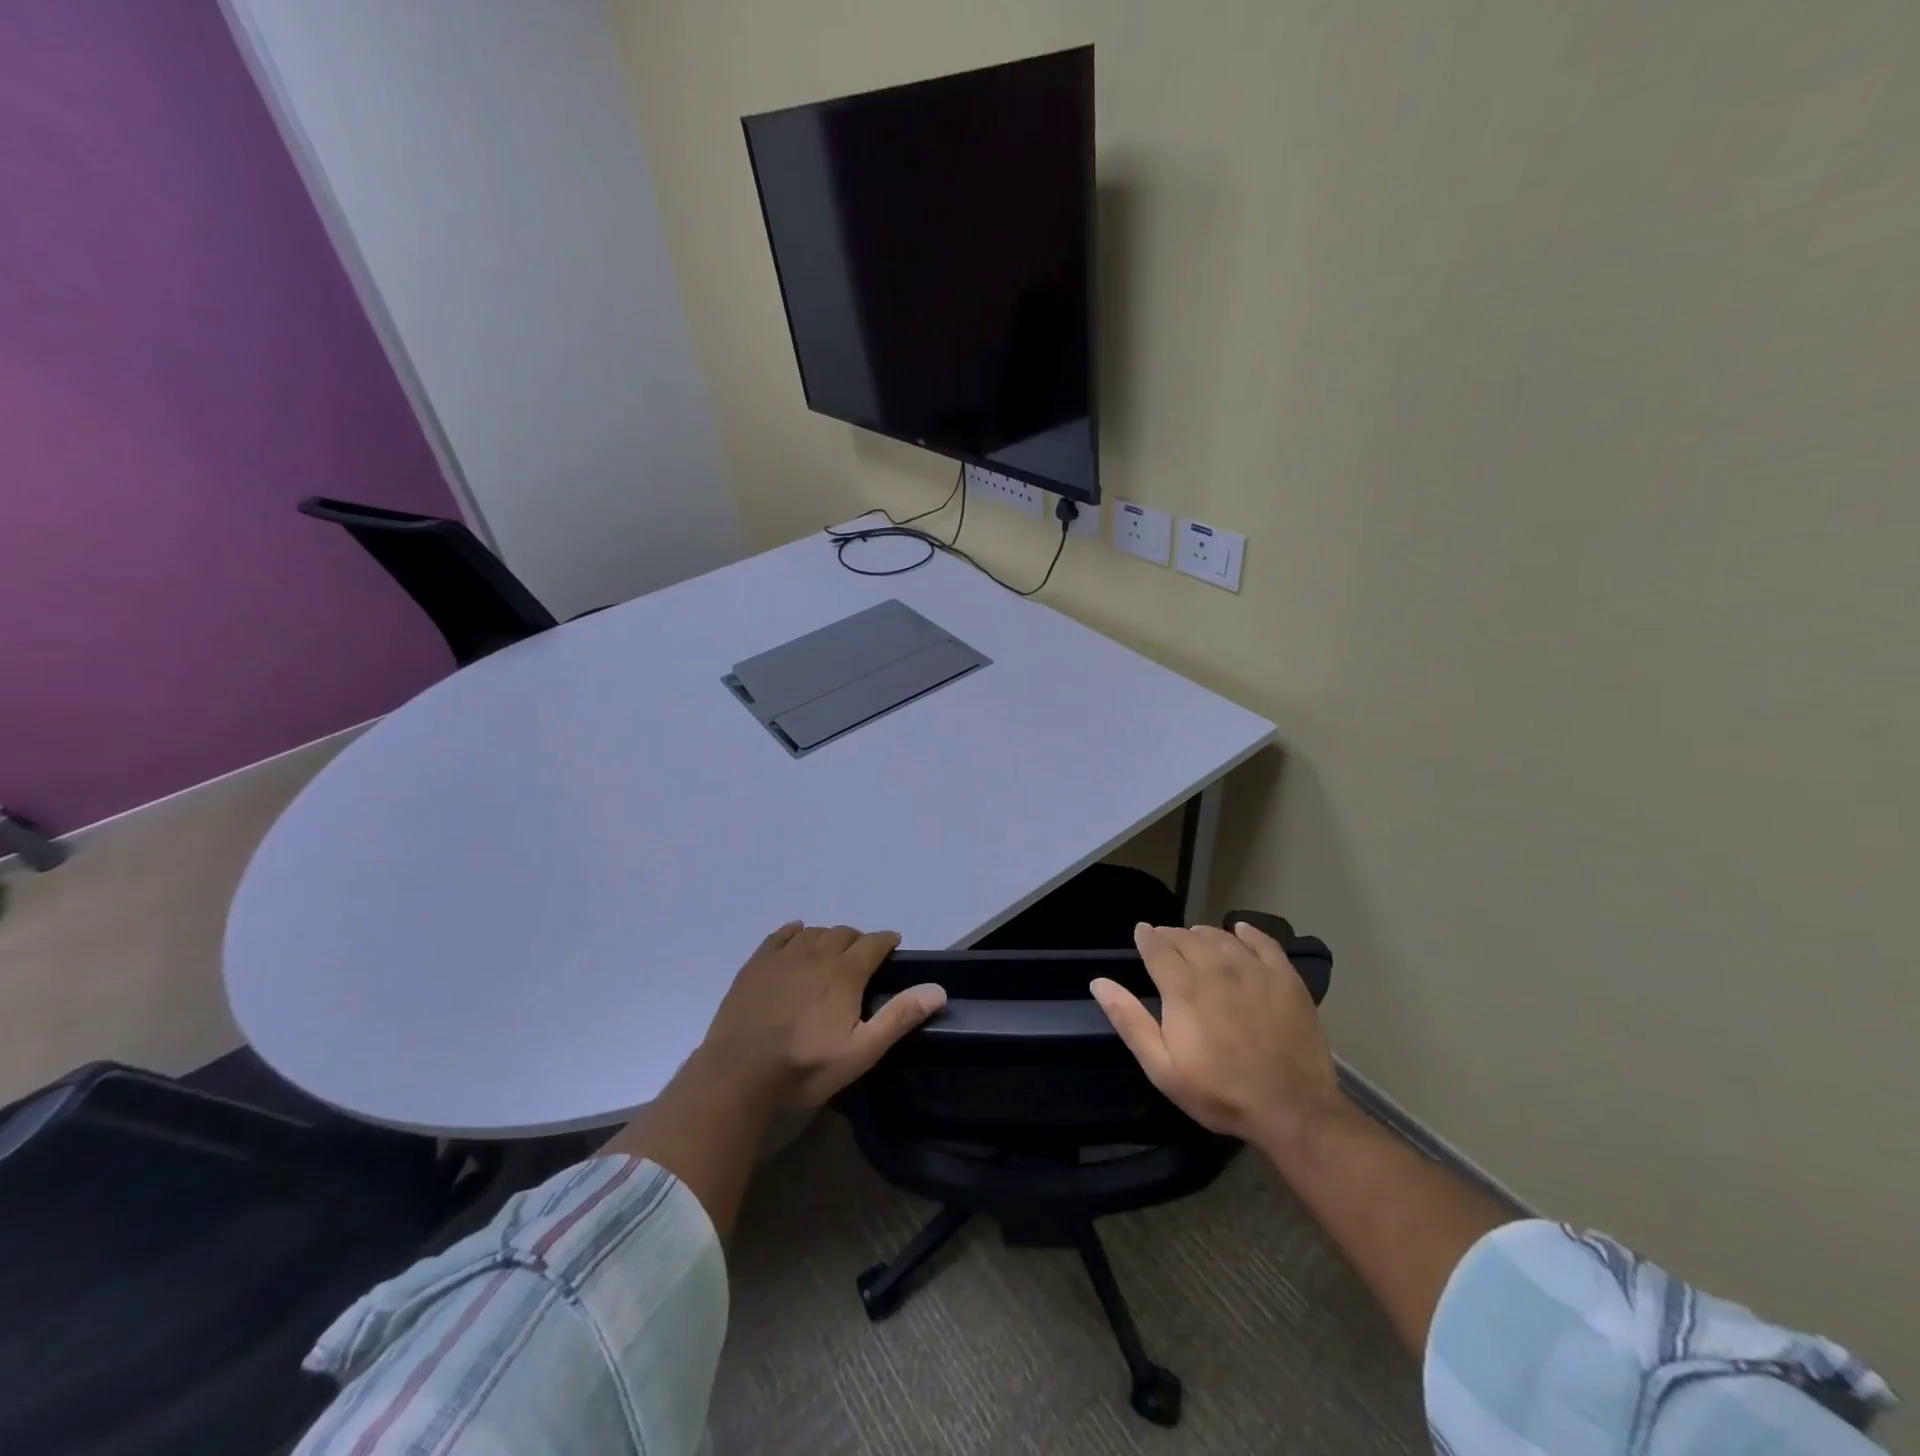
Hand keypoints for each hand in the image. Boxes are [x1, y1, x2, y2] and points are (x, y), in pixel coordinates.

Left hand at [702, 923, 945, 1108]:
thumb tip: (938, 989)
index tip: (893, 944)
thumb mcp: (861, 1051)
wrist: (738, 1073)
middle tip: (863, 957)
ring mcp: (783, 956)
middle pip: (844, 933)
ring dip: (828, 937)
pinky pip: (781, 935)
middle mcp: (817, 953)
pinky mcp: (757, 964)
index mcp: (845, 972)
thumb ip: (899, 1017)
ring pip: (814, 932)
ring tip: (832, 952)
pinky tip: (796, 936)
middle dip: (858, 940)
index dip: (886, 940)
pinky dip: (795, 932)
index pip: (874, 942)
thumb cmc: (805, 1066)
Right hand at [1091, 922, 1342, 1148]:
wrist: (1292, 1109)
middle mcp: (1216, 968)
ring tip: (1195, 937)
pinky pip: (1263, 942)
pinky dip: (1248, 933)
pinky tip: (1240, 931)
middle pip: (1188, 938)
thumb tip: (1099, 982)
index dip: (1146, 937)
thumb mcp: (1162, 1067)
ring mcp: (1254, 970)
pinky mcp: (1285, 978)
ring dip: (1203, 933)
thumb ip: (1130, 1021)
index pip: (1157, 947)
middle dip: (1171, 935)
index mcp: (1183, 987)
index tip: (1141, 932)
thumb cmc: (1220, 1092)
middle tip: (1165, 940)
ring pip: (1221, 937)